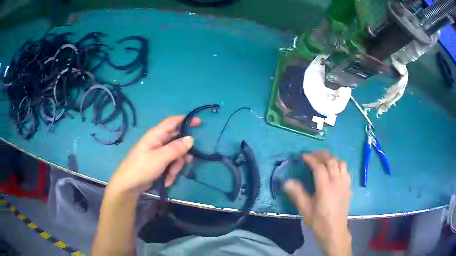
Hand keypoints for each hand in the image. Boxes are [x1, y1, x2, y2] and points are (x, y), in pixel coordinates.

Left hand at [107, 116, 200, 197]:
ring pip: (175, 154)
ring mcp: (158, 153)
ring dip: (176, 166)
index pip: (172, 121)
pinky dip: (171, 172)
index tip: (199, 123)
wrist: (128, 185)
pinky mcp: (158, 163)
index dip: (186, 120)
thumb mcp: (160, 158)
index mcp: (156, 135)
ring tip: (171, 175)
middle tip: (187, 161)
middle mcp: (157, 141)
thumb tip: (191, 139)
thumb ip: (176, 148)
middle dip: (182, 152)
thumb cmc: (142, 168)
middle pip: (177, 140)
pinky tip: (167, 180)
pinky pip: (170, 164)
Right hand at [284, 151, 351, 255]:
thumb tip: (286, 181)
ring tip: (323, 160)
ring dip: (332, 158)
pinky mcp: (349, 187)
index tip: (303, 156)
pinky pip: (346, 170)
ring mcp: (345, 184)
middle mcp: (337, 182)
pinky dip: (339, 165)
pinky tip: (334, 170)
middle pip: (331, 161)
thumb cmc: (319, 222)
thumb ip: (297, 194)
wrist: (335, 231)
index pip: (319, 167)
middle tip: (312, 154)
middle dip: (321, 155)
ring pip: (341, 163)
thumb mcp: (305, 209)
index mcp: (325, 188)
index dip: (311, 159)